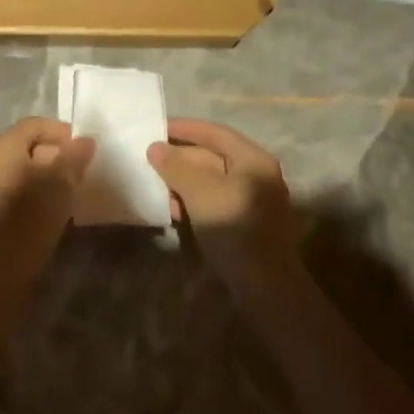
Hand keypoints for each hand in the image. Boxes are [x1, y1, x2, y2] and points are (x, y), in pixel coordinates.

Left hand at [0, 117, 95, 261]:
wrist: (0, 267)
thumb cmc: (30, 215)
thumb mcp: (61, 181)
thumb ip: (74, 156)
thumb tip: (85, 140)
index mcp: (2, 146)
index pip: (35, 125)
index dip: (62, 132)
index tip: (85, 149)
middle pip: (28, 146)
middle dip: (56, 154)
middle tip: (81, 170)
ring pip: (23, 169)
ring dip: (48, 175)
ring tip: (71, 190)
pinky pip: (17, 189)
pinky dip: (37, 192)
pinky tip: (53, 208)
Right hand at [148, 119, 300, 285]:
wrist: (264, 286)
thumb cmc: (234, 228)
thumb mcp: (200, 192)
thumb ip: (176, 166)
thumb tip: (155, 147)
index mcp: (253, 160)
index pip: (215, 132)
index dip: (184, 128)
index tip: (156, 127)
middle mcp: (256, 175)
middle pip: (212, 156)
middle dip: (180, 158)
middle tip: (148, 159)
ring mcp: (252, 201)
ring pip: (210, 181)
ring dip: (182, 181)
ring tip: (154, 185)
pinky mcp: (244, 224)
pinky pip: (213, 202)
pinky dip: (192, 201)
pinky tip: (172, 210)